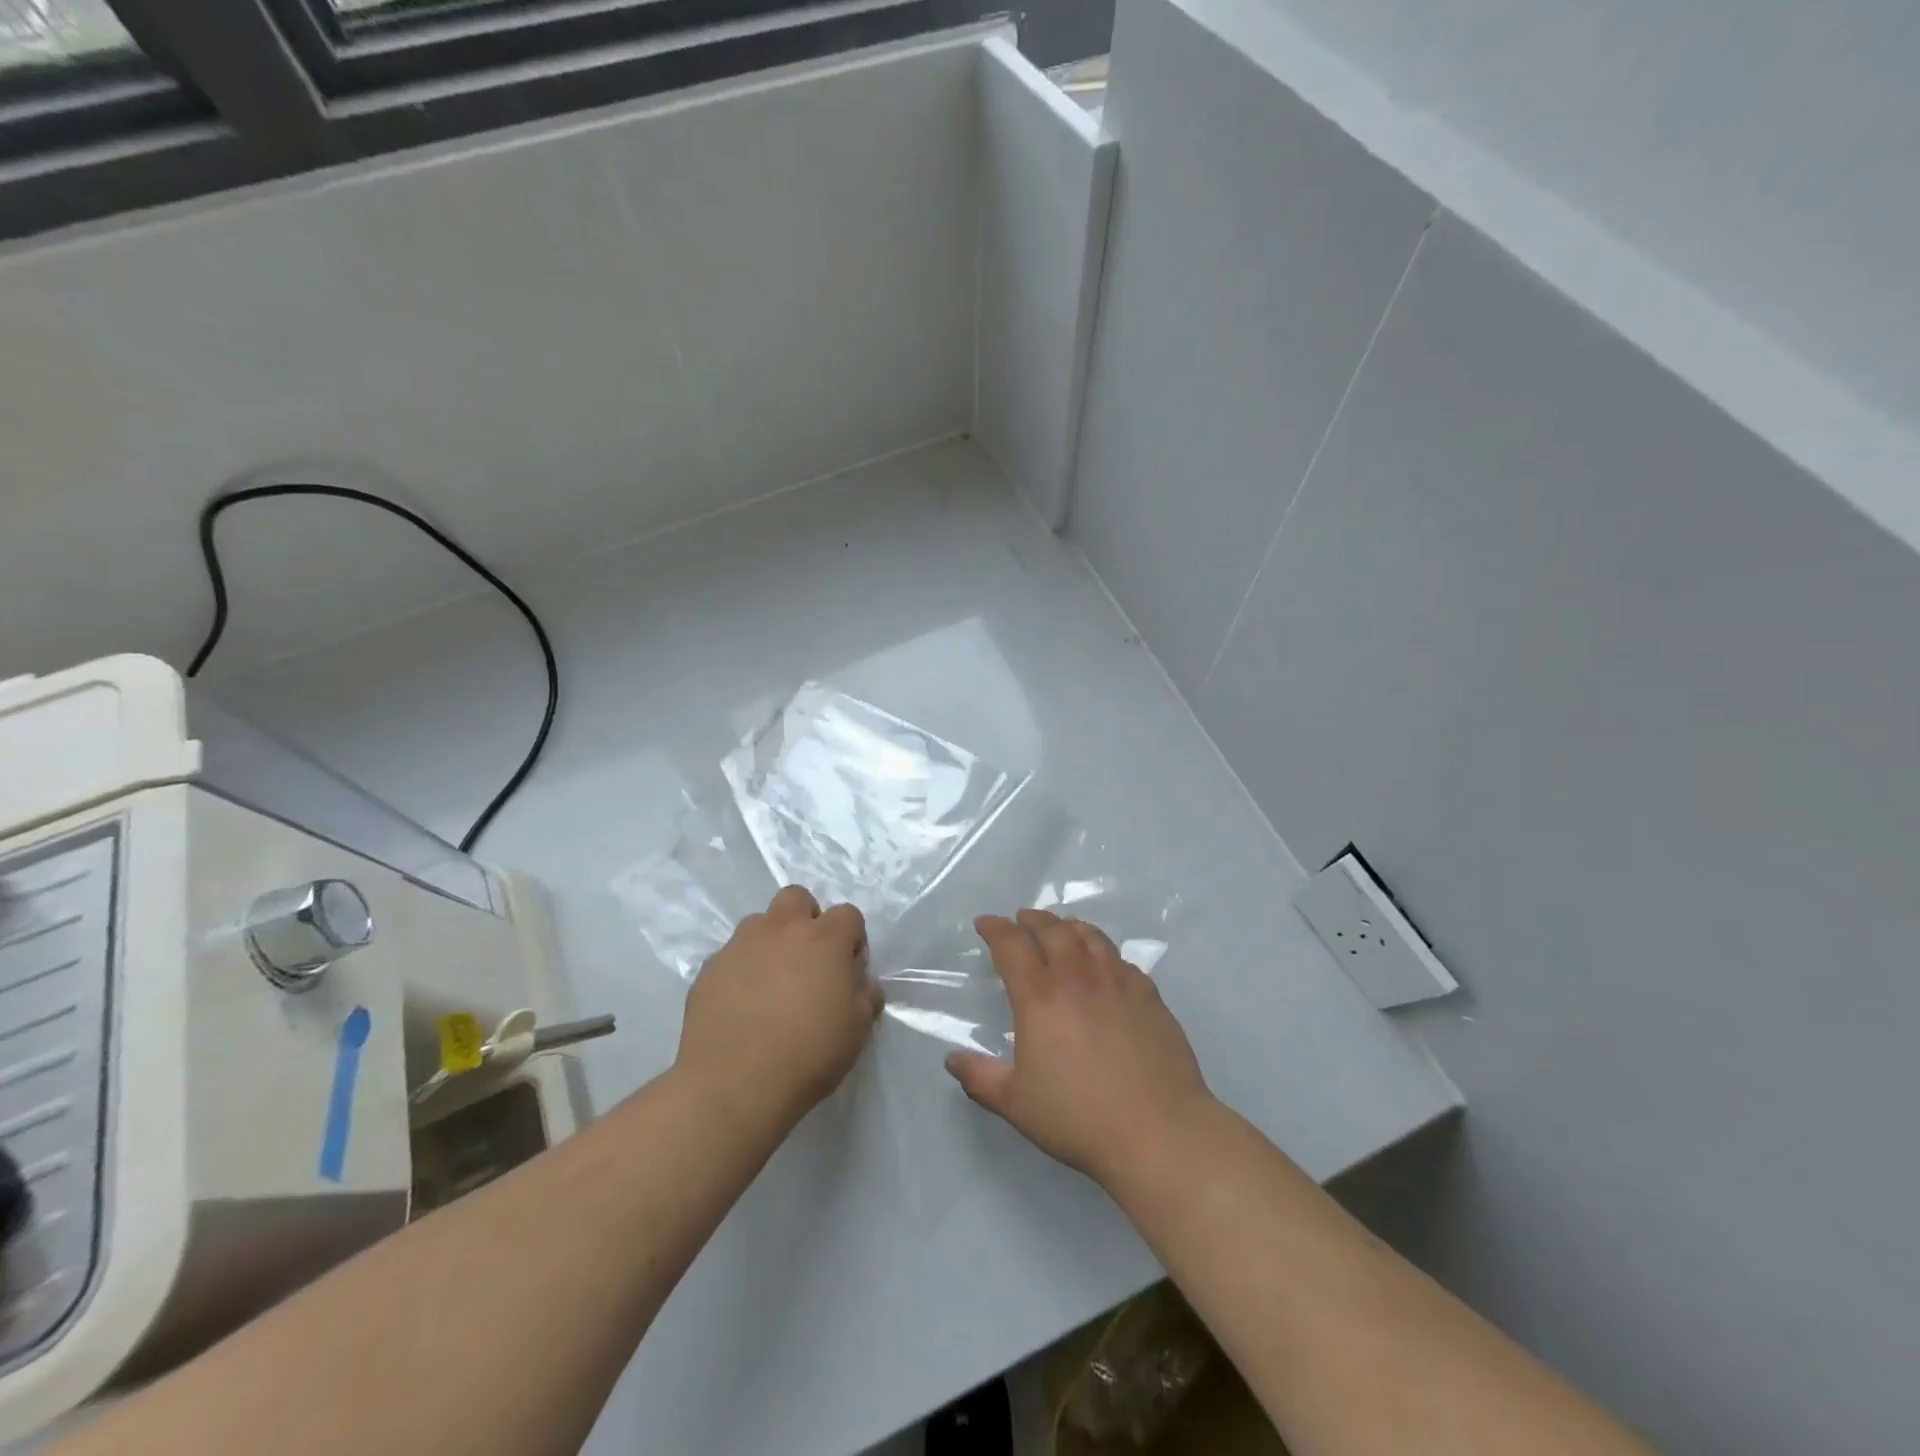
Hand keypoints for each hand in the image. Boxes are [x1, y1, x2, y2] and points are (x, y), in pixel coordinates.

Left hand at [677, 886, 881, 1130]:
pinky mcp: (709, 969)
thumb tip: (863, 984)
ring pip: (759, 924)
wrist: (734, 1084)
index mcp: (824, 939)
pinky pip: (731, 957)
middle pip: (797, 898)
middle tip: (808, 960)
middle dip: (806, 919)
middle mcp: (781, 929)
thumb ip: (865, 997)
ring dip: (770, 942)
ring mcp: (740, 945)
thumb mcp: (856, 1030)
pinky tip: (741, 1006)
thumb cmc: (808, 1054)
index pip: (848, 914)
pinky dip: (741, 970)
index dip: (852, 938)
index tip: (848, 969)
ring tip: (770, 984)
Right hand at [944, 908, 1214, 1189]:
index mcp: (1040, 997)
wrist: (1158, 1131)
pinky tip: (1106, 965)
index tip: (985, 922)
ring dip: (1070, 926)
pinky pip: (1122, 961)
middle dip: (1033, 919)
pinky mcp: (1150, 996)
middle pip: (1053, 930)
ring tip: (1062, 928)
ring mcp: (1118, 983)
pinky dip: (1105, 953)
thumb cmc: (1079, 1118)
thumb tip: (952, 1059)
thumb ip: (980, 1077)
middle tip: (1022, 919)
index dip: (995, 929)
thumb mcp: (1016, 1103)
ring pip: (1091, 937)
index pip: (1012, 946)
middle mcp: (1078, 977)